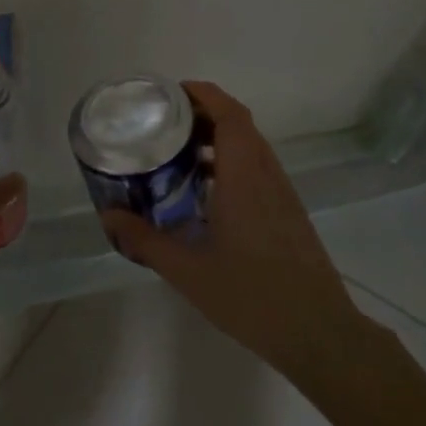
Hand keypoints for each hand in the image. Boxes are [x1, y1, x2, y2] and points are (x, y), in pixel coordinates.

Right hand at [102, 81, 384, 378]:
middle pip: (239, 124)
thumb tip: (108, 216)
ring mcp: (282, 193)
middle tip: (163, 123)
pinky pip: (257, 169)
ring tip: (177, 153)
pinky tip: (205, 193)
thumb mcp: (187, 271)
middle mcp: (266, 175)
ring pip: (250, 147)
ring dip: (217, 138)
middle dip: (203, 114)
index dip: (204, 94)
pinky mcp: (288, 211)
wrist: (318, 332)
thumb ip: (145, 240)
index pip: (230, 115)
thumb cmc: (251, 297)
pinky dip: (230, 163)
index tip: (171, 93)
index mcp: (244, 178)